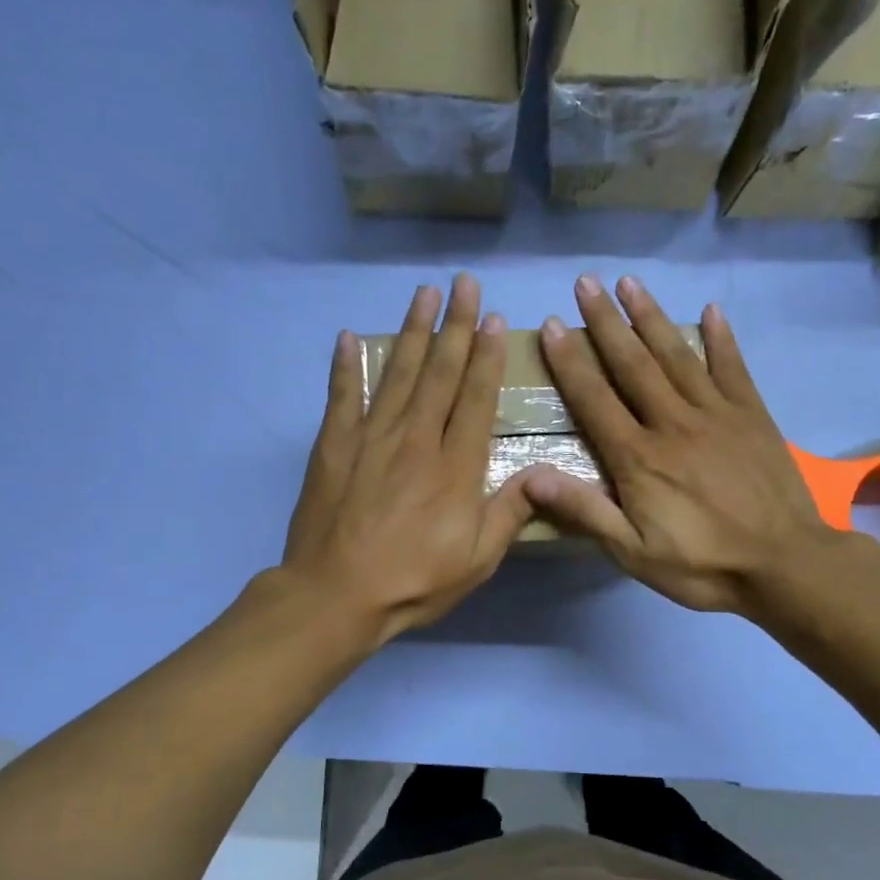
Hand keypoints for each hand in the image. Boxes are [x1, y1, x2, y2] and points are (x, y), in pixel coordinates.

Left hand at [283, 274, 534, 645]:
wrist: (337, 595)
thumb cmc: (415, 581)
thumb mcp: (478, 559)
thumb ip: (510, 511)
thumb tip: (545, 472)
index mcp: (456, 466)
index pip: (476, 399)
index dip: (487, 357)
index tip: (493, 320)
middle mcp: (417, 439)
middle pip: (440, 373)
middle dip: (456, 326)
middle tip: (464, 284)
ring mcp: (372, 438)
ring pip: (398, 373)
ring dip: (414, 331)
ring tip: (425, 294)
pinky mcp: (334, 446)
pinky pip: (342, 396)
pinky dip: (346, 365)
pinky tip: (351, 337)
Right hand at [523, 274, 855, 616]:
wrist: (784, 565)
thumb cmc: (702, 564)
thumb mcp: (632, 552)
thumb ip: (585, 511)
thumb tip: (531, 477)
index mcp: (639, 457)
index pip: (595, 399)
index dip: (571, 361)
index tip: (553, 323)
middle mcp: (673, 423)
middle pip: (633, 364)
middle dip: (606, 322)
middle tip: (586, 282)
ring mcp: (717, 414)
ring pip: (677, 356)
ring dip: (651, 317)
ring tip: (630, 283)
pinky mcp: (752, 416)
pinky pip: (732, 368)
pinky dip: (720, 339)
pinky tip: (709, 311)